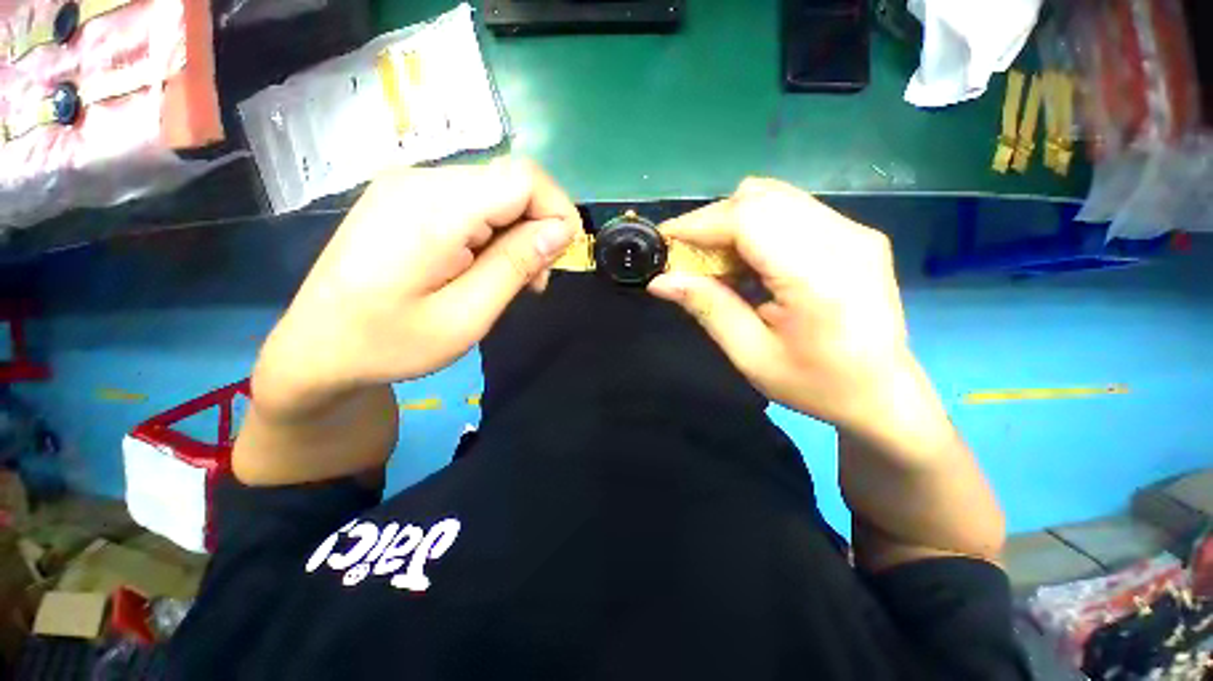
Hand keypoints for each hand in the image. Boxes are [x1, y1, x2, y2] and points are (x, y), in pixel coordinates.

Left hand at [253, 159, 580, 417]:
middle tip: (532, 282)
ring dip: (517, 235)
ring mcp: (410, 185)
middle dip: (538, 229)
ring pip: (495, 193)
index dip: (557, 211)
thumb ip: (515, 266)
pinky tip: (483, 267)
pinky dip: (493, 233)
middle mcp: (421, 180)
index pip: (524, 178)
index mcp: (434, 209)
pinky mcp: (406, 197)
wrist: (316, 346)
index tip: (560, 258)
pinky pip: (471, 202)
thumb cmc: (390, 343)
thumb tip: (561, 230)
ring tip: (509, 282)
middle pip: (511, 183)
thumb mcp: (466, 317)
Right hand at [648, 178, 932, 450]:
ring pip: (775, 197)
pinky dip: (757, 226)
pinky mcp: (856, 233)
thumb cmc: (815, 385)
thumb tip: (660, 281)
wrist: (883, 393)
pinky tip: (749, 260)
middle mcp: (844, 239)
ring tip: (718, 260)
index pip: (749, 219)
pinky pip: (792, 209)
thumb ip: (707, 308)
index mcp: (819, 277)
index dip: (699, 223)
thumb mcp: (751, 355)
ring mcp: (856, 231)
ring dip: (733, 221)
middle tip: (689, 258)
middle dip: (712, 221)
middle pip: (760, 198)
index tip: (665, 240)